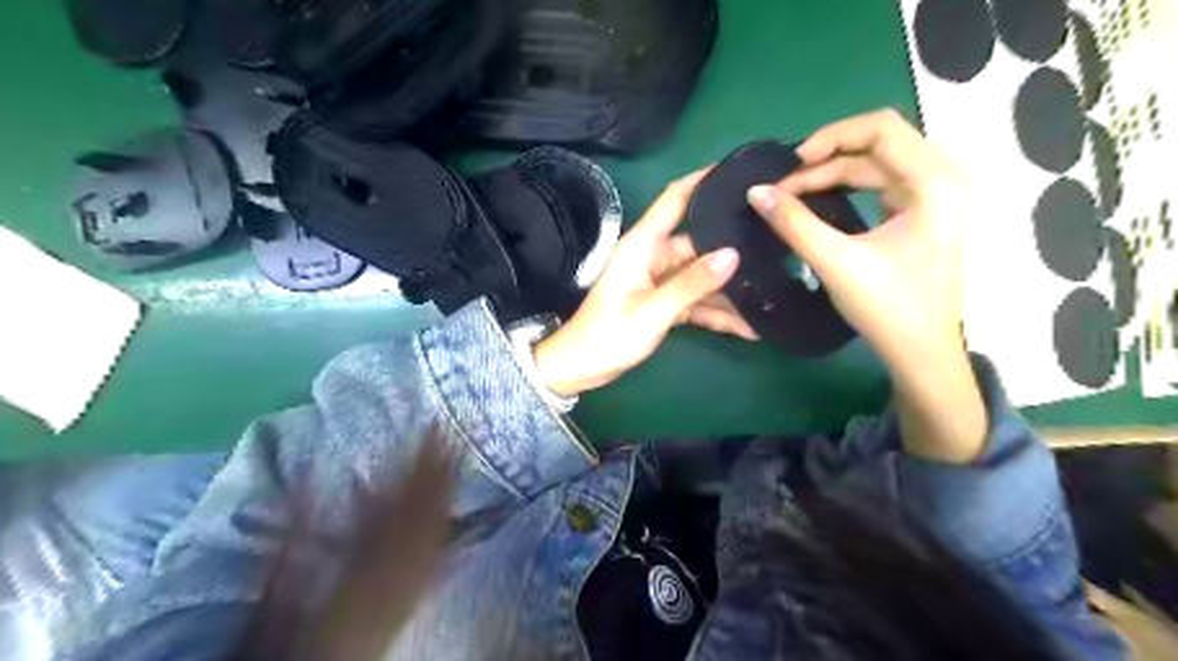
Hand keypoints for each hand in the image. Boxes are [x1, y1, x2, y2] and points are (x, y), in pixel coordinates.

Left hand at [539, 170, 758, 396]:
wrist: (581, 368)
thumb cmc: (608, 336)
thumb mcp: (653, 312)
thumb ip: (691, 284)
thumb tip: (733, 254)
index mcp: (643, 245)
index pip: (675, 199)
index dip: (704, 179)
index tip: (740, 168)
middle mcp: (654, 256)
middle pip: (700, 242)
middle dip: (734, 246)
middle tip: (778, 242)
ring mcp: (660, 280)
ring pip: (703, 275)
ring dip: (730, 290)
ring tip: (772, 292)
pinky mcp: (664, 302)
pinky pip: (697, 300)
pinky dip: (718, 313)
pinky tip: (748, 328)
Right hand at [750, 112, 986, 461]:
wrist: (922, 352)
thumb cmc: (888, 307)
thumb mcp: (836, 262)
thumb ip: (794, 223)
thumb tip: (756, 192)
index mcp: (934, 181)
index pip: (879, 128)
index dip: (829, 137)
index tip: (791, 166)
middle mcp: (941, 177)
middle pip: (877, 143)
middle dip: (825, 159)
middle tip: (784, 185)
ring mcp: (933, 195)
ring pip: (875, 164)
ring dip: (832, 174)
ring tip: (792, 195)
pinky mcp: (921, 213)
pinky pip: (879, 183)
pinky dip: (845, 188)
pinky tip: (818, 202)